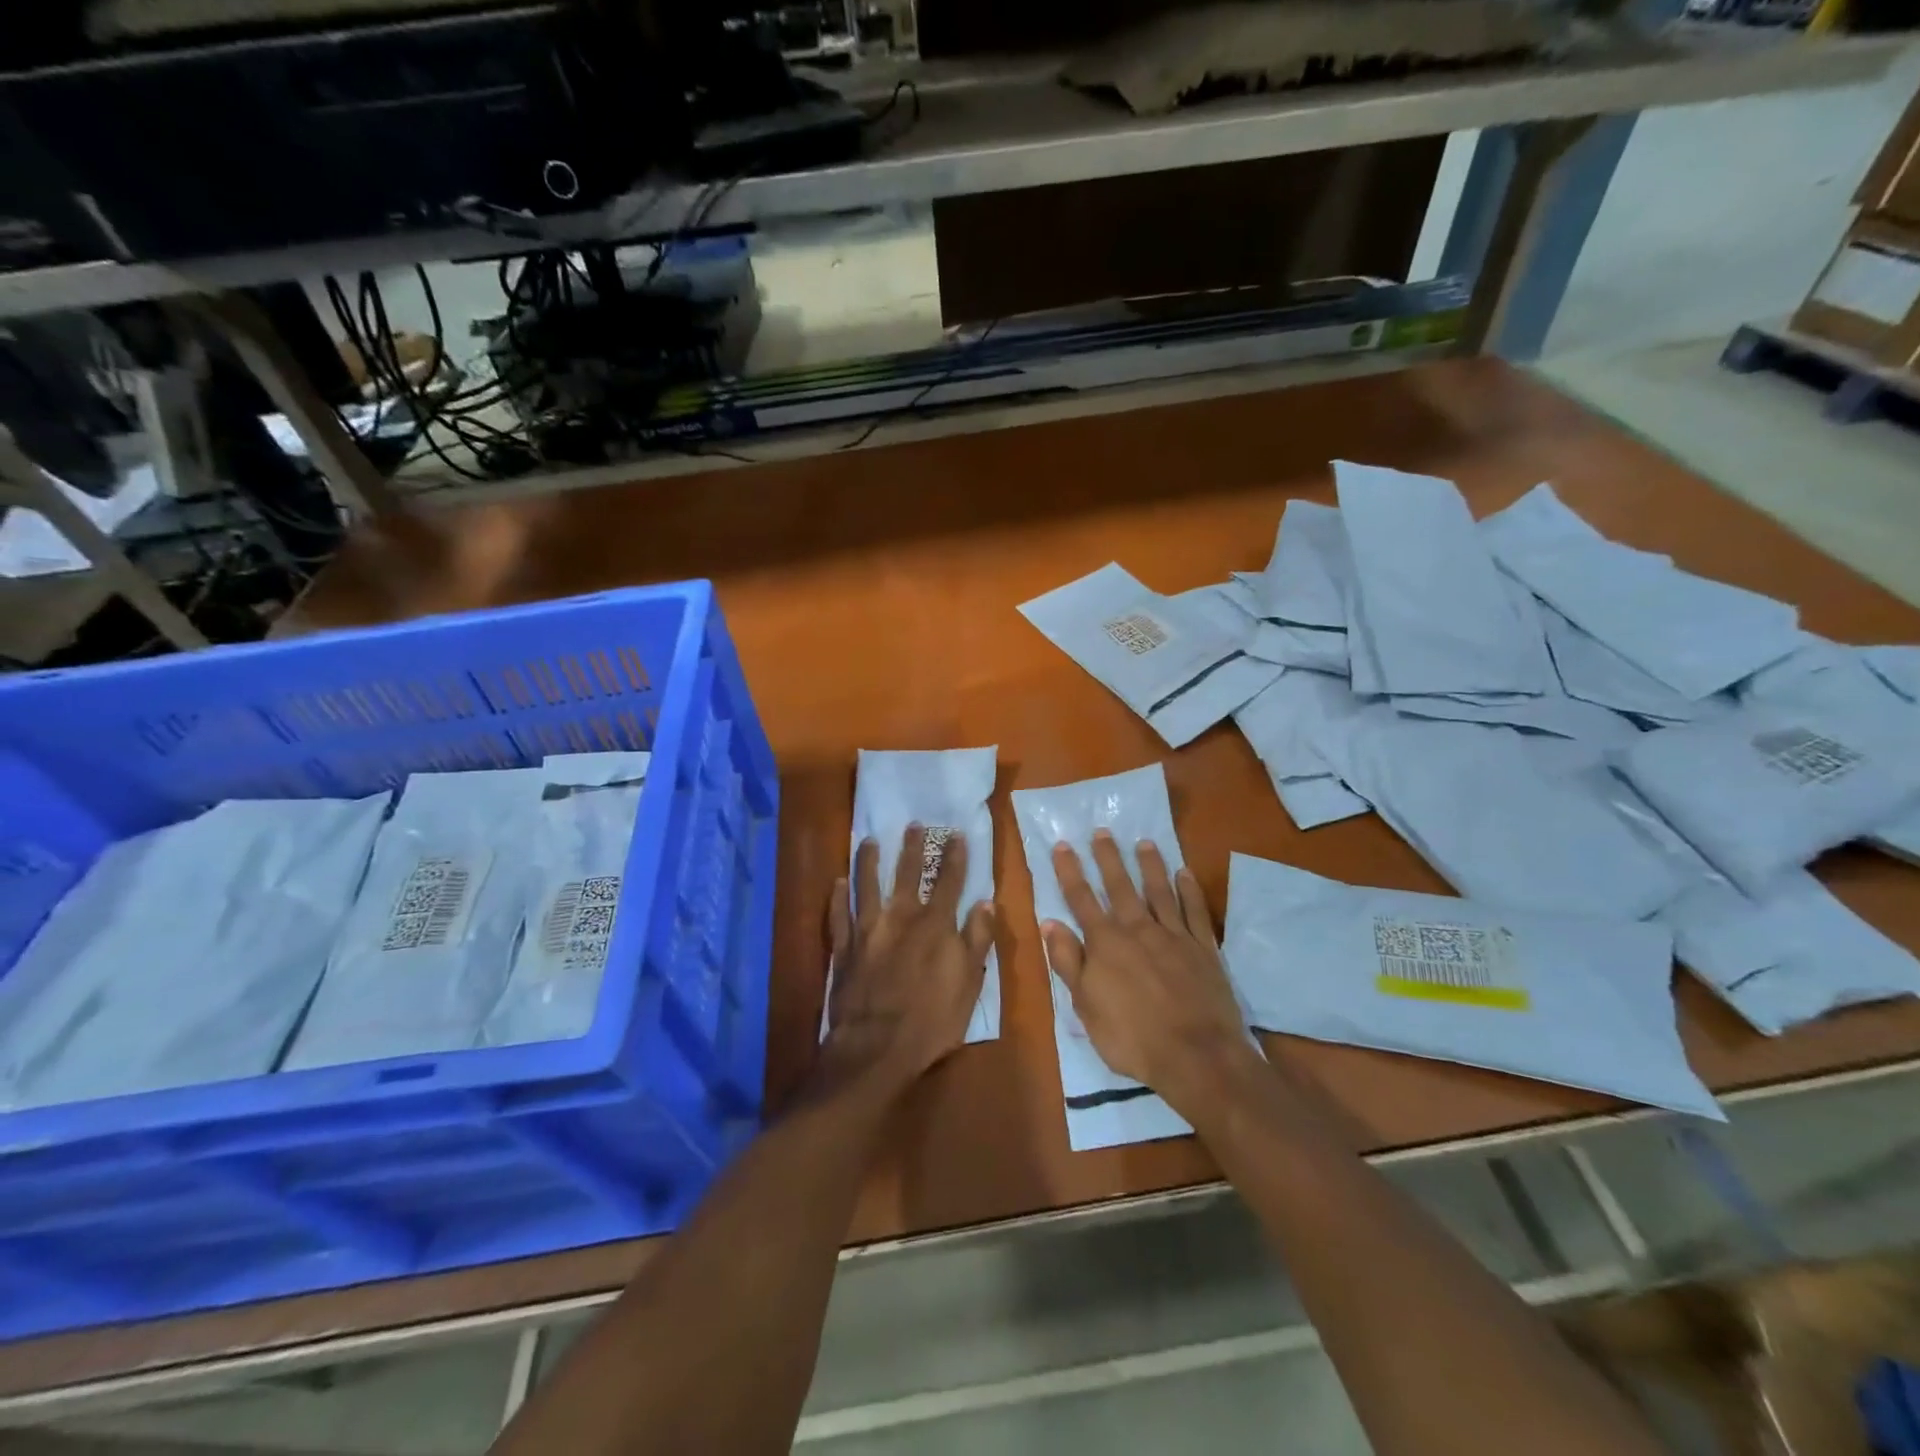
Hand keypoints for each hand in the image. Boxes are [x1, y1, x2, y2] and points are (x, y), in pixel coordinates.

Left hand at [823, 825, 994, 1089]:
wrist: (876, 1048)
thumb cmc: (932, 1020)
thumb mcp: (969, 983)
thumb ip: (977, 940)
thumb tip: (986, 902)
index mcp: (935, 925)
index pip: (948, 881)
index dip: (954, 856)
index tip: (956, 834)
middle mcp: (900, 918)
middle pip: (906, 874)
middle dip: (912, 847)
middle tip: (913, 825)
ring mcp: (867, 930)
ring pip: (866, 885)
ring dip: (868, 861)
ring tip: (868, 840)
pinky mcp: (843, 948)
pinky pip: (838, 915)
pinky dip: (837, 897)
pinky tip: (837, 882)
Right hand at [1042, 832, 1251, 1107]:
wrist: (1196, 1057)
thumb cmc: (1132, 1038)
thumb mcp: (1086, 1006)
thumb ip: (1068, 962)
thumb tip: (1049, 923)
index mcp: (1106, 944)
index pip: (1081, 899)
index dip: (1069, 871)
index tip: (1062, 845)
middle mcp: (1138, 930)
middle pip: (1120, 887)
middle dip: (1108, 858)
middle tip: (1102, 831)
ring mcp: (1174, 936)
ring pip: (1159, 891)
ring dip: (1150, 865)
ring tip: (1144, 842)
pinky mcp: (1204, 948)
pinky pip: (1195, 911)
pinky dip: (1190, 890)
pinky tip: (1185, 873)